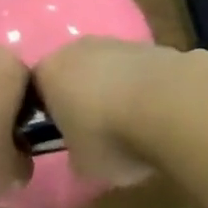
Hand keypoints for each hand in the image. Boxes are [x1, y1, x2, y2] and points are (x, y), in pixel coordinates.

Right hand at [33, 37, 179, 188]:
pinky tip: (159, 113)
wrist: (170, 105)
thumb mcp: (82, 165)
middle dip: (83, 96)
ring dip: (117, 90)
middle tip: (97, 130)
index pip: (37, 90)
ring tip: (133, 124)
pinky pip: (140, 71)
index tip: (62, 137)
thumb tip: (83, 152)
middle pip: (74, 72)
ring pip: (109, 68)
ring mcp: (118, 42)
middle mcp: (78, 48)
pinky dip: (145, 88)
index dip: (49, 114)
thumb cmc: (110, 136)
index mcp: (49, 72)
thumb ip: (75, 154)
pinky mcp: (154, 45)